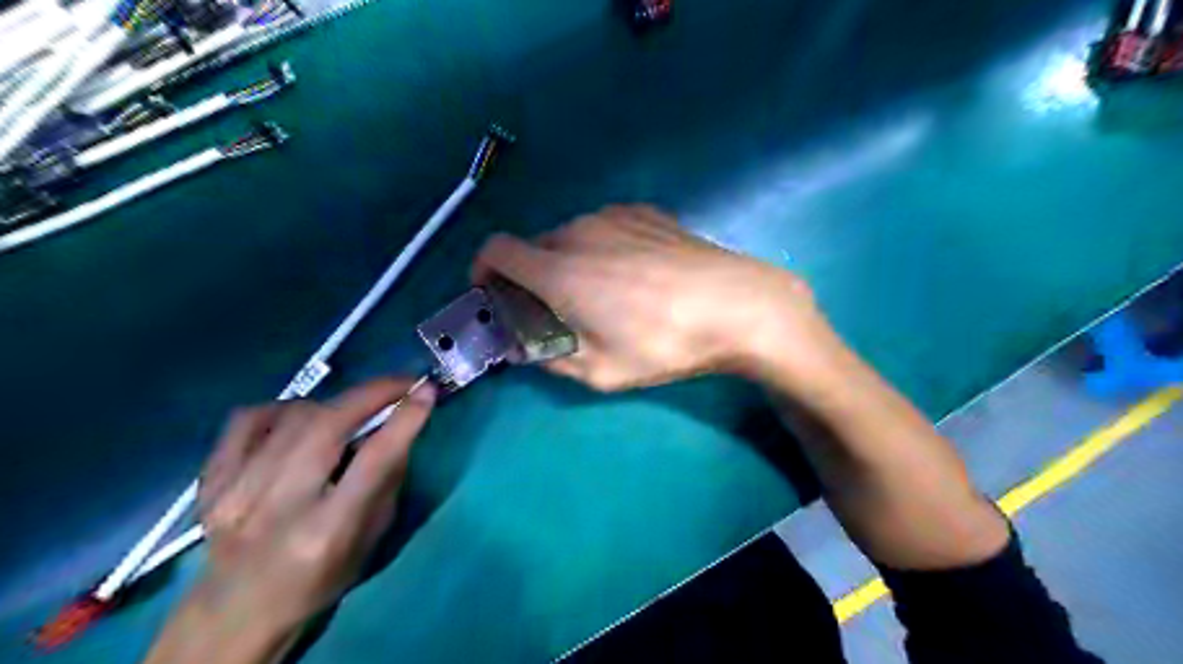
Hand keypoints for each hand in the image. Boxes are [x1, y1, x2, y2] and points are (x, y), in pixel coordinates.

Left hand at [145, 378, 434, 663]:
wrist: (235, 612)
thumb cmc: (319, 580)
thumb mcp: (371, 539)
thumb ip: (386, 480)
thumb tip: (400, 426)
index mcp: (326, 530)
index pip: (373, 460)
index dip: (404, 419)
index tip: (426, 391)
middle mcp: (278, 506)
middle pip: (327, 426)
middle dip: (372, 393)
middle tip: (400, 383)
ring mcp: (235, 490)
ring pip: (293, 416)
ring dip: (334, 404)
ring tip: (351, 412)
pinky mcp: (211, 480)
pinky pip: (248, 419)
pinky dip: (282, 409)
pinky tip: (298, 419)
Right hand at [473, 206, 828, 390]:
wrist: (738, 304)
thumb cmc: (665, 342)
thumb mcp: (602, 371)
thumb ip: (551, 357)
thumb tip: (523, 347)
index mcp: (559, 270)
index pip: (495, 250)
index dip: (483, 270)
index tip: (494, 293)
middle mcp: (578, 232)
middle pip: (533, 247)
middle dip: (529, 277)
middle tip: (554, 309)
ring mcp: (614, 216)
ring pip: (569, 236)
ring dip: (567, 262)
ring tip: (601, 294)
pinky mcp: (645, 211)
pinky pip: (603, 227)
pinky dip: (598, 247)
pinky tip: (632, 272)